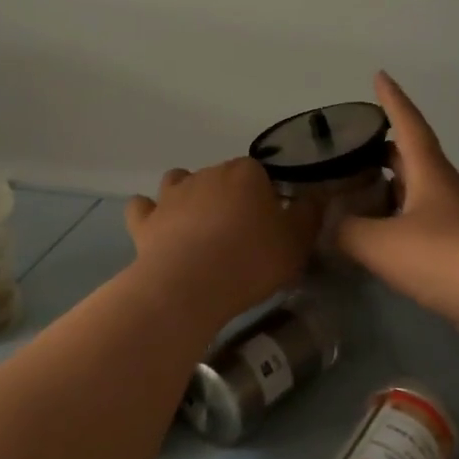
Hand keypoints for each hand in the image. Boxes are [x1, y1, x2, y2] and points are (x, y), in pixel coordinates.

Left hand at [125, 158, 321, 329]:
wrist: (191, 285)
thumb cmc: (252, 260)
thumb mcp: (297, 242)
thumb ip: (309, 215)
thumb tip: (315, 196)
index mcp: (246, 173)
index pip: (261, 175)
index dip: (267, 198)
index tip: (272, 226)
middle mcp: (207, 174)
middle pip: (222, 178)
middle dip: (230, 198)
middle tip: (240, 235)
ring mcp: (171, 195)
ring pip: (180, 182)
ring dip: (188, 197)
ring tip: (199, 229)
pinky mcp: (146, 221)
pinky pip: (143, 207)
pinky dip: (149, 214)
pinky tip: (158, 229)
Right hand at [336, 72, 458, 357]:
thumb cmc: (449, 257)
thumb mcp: (384, 243)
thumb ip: (347, 232)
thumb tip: (325, 226)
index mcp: (430, 174)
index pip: (408, 125)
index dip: (393, 100)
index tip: (380, 75)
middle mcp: (444, 191)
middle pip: (411, 160)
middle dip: (383, 151)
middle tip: (351, 148)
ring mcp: (456, 224)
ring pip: (415, 197)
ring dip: (388, 192)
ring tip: (354, 195)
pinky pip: (420, 231)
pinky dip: (396, 228)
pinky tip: (378, 244)